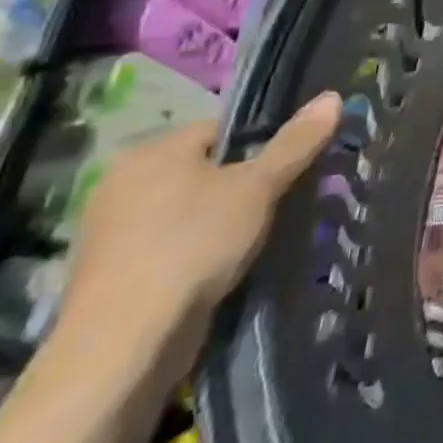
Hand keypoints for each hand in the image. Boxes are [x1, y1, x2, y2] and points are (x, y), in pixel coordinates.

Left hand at [53, 93, 340, 373]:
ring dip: (219, 222)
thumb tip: (332, 97)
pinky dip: (194, 252)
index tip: (286, 173)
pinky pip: (168, 246)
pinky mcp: (110, 274)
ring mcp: (110, 231)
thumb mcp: (258, 187)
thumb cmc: (193, 245)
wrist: (123, 344)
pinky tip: (219, 270)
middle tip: (277, 207)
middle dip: (241, 187)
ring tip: (255, 241)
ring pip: (187, 210)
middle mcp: (121, 181)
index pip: (222, 129)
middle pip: (205, 170)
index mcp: (152, 149)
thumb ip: (296, 142)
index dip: (261, 146)